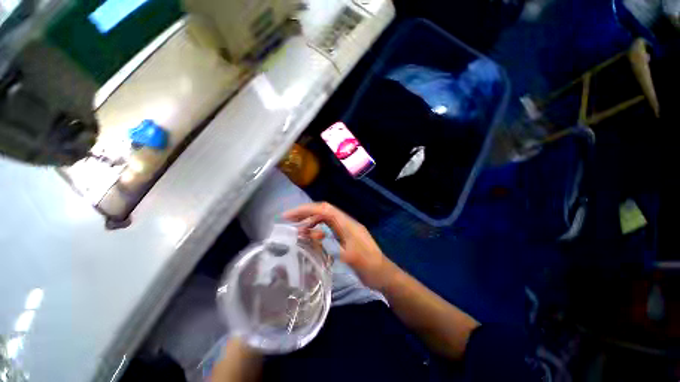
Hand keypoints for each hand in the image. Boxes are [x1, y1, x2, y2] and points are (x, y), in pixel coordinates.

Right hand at [283, 202, 395, 290]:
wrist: (384, 274)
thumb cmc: (369, 267)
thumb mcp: (350, 256)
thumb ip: (330, 244)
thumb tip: (311, 234)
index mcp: (348, 224)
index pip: (324, 210)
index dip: (306, 209)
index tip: (289, 216)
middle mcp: (346, 223)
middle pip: (324, 211)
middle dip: (306, 213)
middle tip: (289, 221)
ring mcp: (346, 229)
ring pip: (326, 219)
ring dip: (311, 221)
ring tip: (298, 230)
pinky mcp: (346, 237)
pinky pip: (329, 229)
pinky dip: (319, 230)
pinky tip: (313, 237)